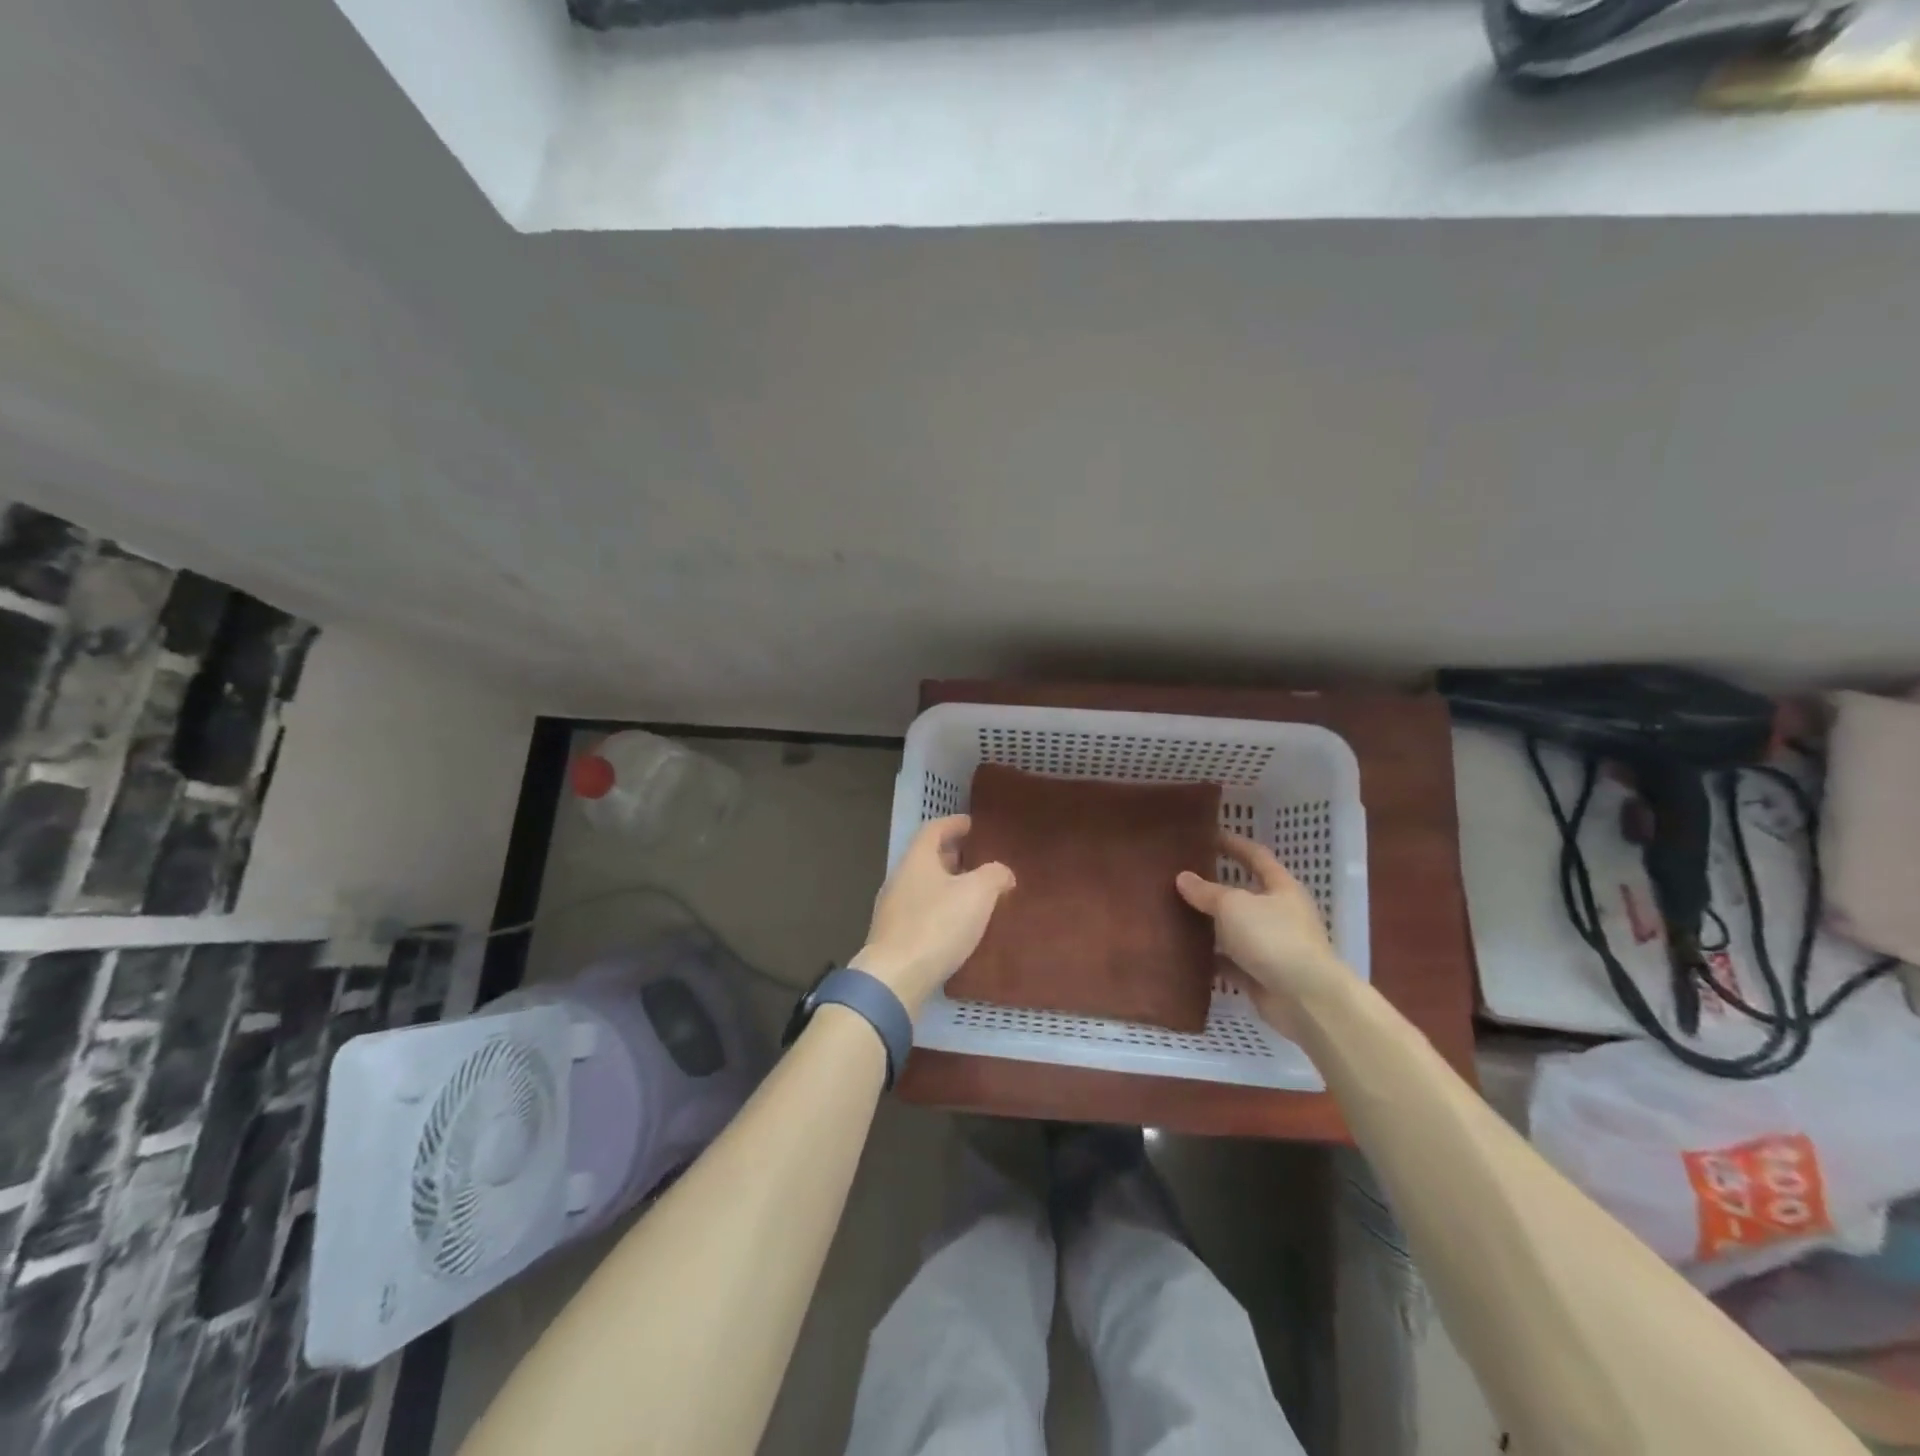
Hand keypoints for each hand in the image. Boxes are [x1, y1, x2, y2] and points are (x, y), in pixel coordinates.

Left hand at [854, 816, 1015, 1013]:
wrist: (894, 978)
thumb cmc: (937, 925)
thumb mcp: (978, 893)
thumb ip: (994, 875)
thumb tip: (1003, 873)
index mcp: (917, 859)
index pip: (933, 829)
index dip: (953, 824)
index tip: (971, 824)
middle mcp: (900, 878)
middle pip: (926, 858)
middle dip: (951, 856)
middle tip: (976, 859)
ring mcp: (893, 909)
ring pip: (923, 886)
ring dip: (946, 885)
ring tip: (972, 894)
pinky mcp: (893, 937)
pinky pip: (920, 912)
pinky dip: (939, 910)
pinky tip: (956, 926)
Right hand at [1176, 831, 1348, 1037]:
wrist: (1306, 999)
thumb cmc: (1273, 938)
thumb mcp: (1233, 906)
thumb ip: (1206, 891)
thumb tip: (1183, 877)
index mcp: (1281, 888)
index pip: (1257, 856)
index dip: (1234, 844)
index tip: (1209, 835)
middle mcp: (1280, 914)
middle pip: (1244, 894)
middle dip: (1215, 887)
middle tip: (1182, 877)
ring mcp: (1272, 946)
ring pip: (1234, 929)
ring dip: (1210, 924)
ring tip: (1175, 913)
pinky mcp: (1262, 976)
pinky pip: (1230, 962)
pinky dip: (1212, 958)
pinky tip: (1185, 953)